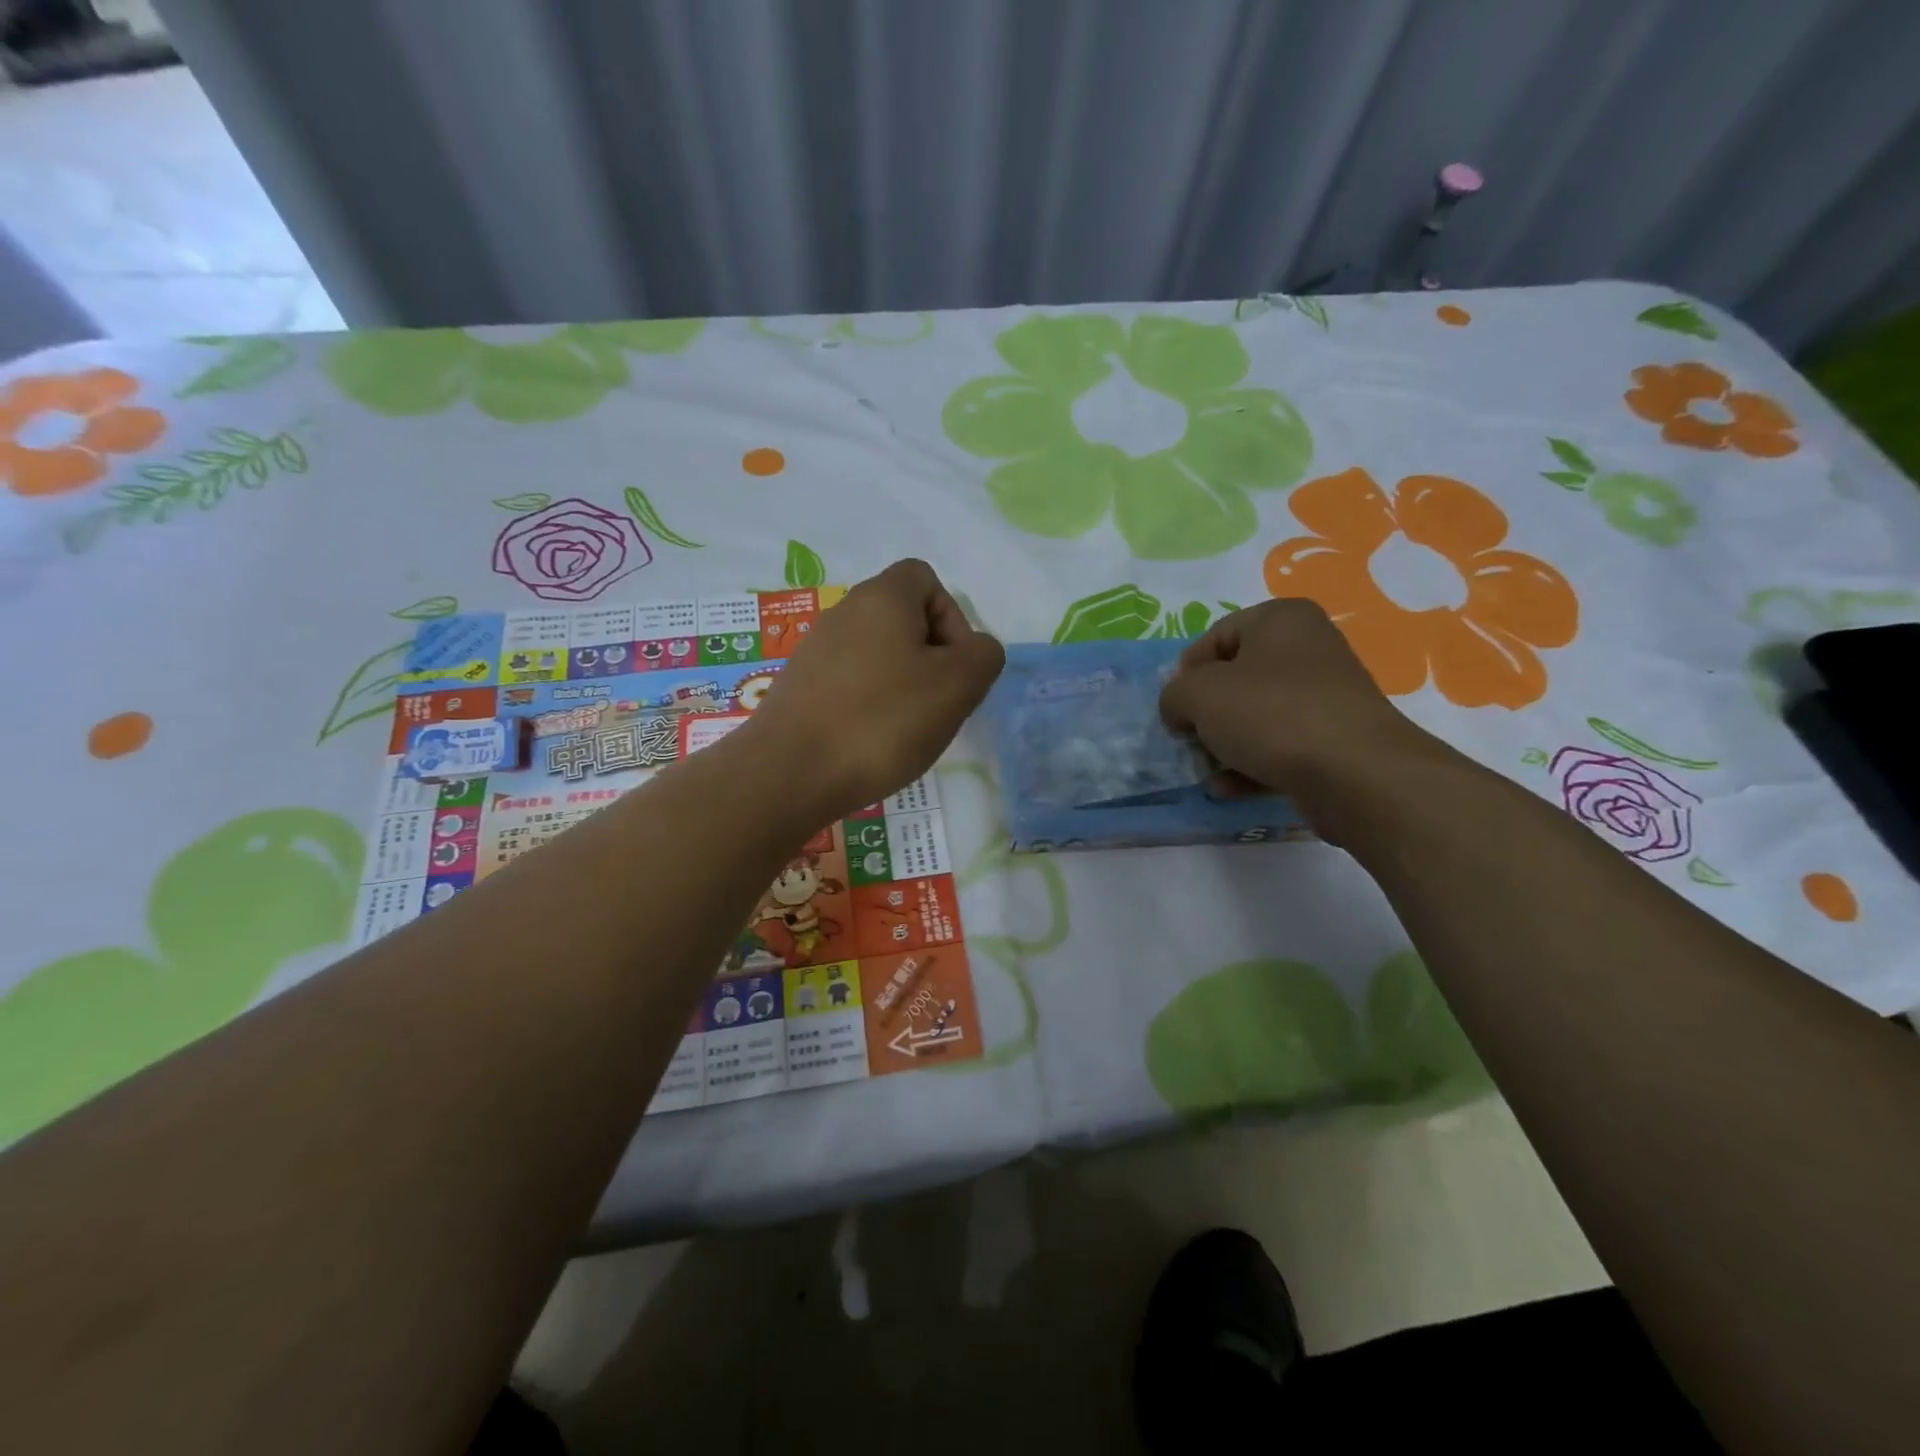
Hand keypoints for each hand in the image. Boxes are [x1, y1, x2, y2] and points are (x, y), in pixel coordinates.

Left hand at [744, 559, 1004, 823]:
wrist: (788, 773)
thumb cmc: (882, 721)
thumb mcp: (957, 686)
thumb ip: (983, 656)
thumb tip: (973, 651)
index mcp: (882, 597)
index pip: (926, 580)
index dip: (953, 618)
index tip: (955, 666)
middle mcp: (843, 612)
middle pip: (903, 619)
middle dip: (931, 659)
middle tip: (938, 704)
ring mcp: (815, 651)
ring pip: (878, 655)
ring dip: (902, 686)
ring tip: (906, 730)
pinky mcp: (799, 688)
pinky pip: (850, 684)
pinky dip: (870, 706)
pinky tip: (871, 743)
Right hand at [1159, 599, 1451, 839]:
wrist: (1355, 773)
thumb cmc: (1271, 714)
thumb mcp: (1199, 695)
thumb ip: (1174, 694)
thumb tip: (1179, 708)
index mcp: (1281, 619)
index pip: (1214, 637)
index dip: (1186, 674)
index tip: (1175, 707)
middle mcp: (1309, 648)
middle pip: (1236, 678)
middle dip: (1206, 712)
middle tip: (1188, 738)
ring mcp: (1326, 696)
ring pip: (1257, 716)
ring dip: (1224, 744)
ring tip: (1206, 769)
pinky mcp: (1335, 739)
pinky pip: (1280, 746)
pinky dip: (1251, 765)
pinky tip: (1227, 789)